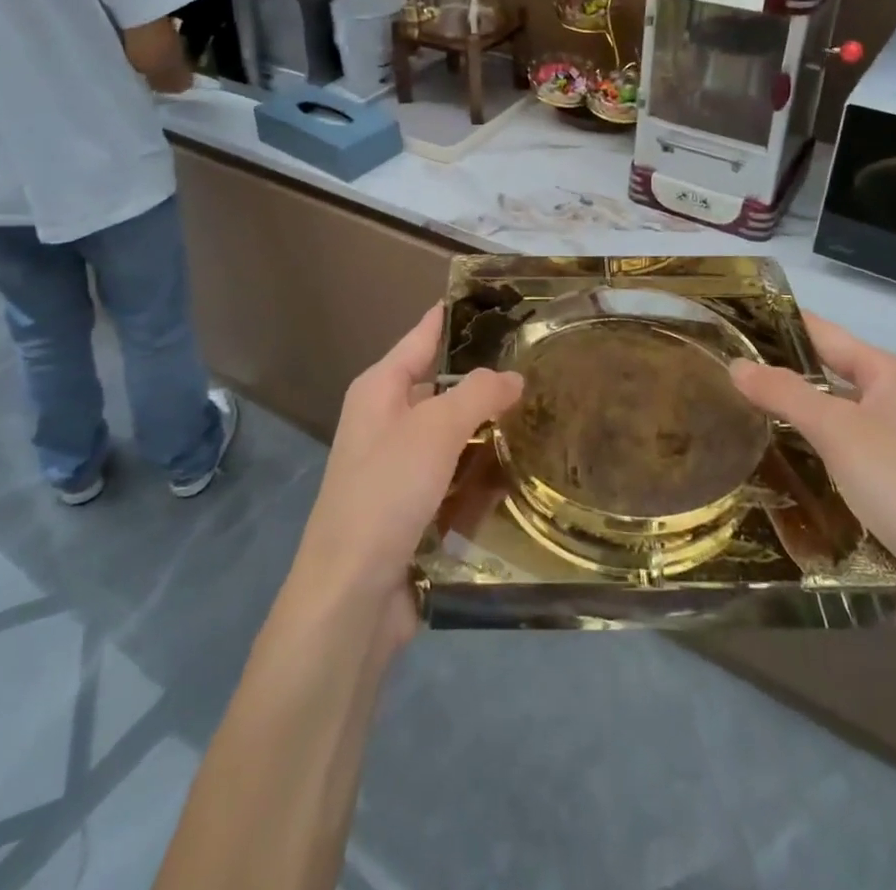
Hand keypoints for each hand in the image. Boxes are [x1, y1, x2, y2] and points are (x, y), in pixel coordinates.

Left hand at [288, 305, 522, 651]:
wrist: (351, 595)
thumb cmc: (387, 492)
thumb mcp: (435, 430)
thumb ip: (478, 393)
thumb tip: (513, 375)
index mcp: (380, 388)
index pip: (424, 336)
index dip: (456, 316)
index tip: (500, 301)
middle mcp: (386, 420)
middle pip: (442, 387)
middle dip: (486, 379)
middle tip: (542, 364)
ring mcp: (398, 466)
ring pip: (453, 434)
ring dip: (488, 429)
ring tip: (544, 414)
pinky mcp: (413, 507)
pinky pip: (455, 476)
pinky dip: (481, 472)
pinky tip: (520, 471)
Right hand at [729, 314, 895, 614]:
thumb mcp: (838, 431)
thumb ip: (784, 393)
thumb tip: (735, 363)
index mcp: (891, 376)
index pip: (823, 334)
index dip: (778, 325)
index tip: (729, 323)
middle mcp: (894, 405)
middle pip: (823, 379)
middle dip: (774, 378)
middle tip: (716, 375)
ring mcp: (892, 452)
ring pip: (827, 424)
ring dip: (786, 424)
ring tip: (727, 418)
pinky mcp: (887, 494)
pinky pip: (834, 463)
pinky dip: (803, 461)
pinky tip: (763, 468)